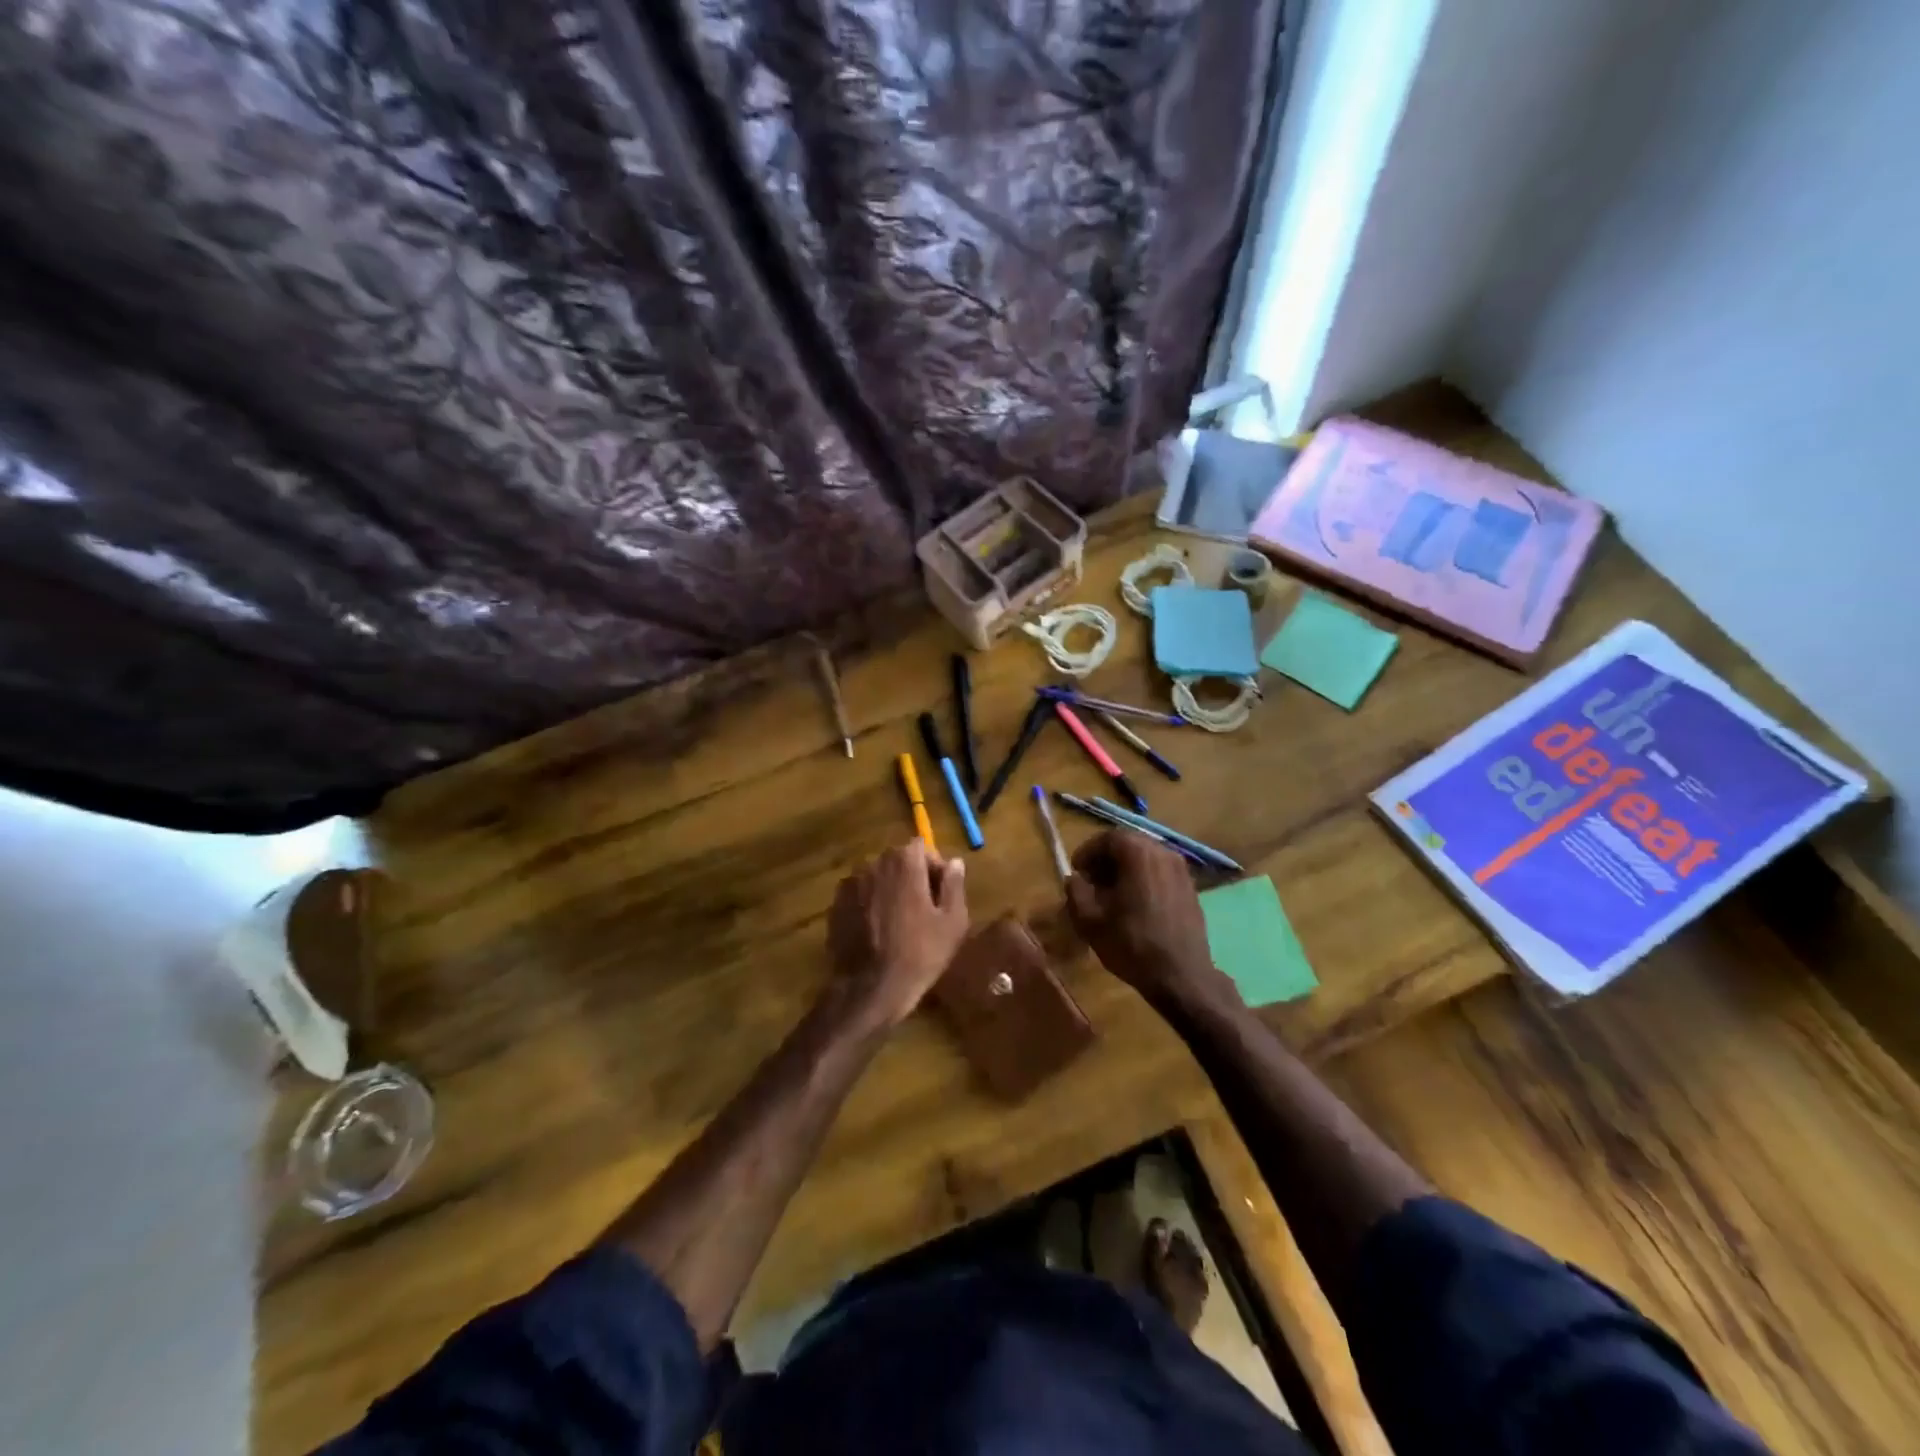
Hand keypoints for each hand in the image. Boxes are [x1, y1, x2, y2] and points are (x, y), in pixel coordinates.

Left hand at [828, 841, 969, 1027]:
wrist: (870, 989)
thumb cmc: (920, 954)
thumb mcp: (952, 922)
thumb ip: (954, 885)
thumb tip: (954, 862)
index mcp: (904, 862)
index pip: (922, 847)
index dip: (934, 868)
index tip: (940, 894)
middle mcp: (873, 863)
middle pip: (898, 860)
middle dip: (912, 877)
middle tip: (923, 910)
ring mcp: (850, 883)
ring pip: (878, 878)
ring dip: (890, 890)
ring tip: (899, 923)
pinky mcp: (835, 904)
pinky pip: (860, 895)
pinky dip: (870, 904)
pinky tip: (878, 931)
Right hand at [1065, 829, 1237, 1013]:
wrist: (1181, 976)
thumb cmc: (1132, 945)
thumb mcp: (1090, 920)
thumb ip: (1076, 891)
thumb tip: (1075, 879)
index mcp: (1139, 854)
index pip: (1107, 838)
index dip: (1087, 852)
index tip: (1076, 872)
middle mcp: (1163, 852)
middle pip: (1128, 844)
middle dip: (1106, 859)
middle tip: (1091, 882)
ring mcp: (1181, 869)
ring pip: (1146, 857)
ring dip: (1125, 869)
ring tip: (1112, 895)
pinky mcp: (1190, 887)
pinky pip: (1160, 872)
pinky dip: (1144, 878)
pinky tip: (1135, 904)